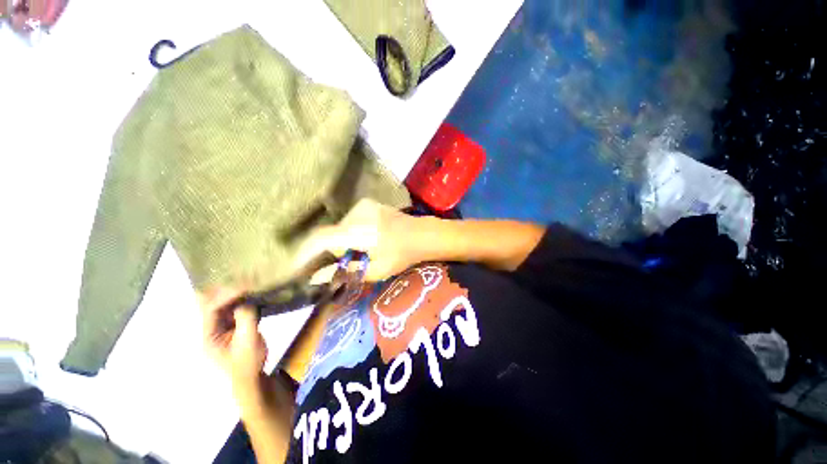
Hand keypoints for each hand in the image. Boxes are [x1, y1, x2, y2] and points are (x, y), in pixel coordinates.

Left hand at [200, 287, 267, 394]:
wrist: (251, 379)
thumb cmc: (248, 362)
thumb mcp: (248, 341)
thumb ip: (246, 319)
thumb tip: (246, 300)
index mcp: (209, 335)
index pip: (212, 309)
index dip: (225, 296)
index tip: (242, 286)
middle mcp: (212, 329)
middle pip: (213, 305)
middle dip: (223, 291)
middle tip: (237, 277)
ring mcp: (223, 329)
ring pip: (224, 306)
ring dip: (234, 295)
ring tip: (246, 282)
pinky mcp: (234, 328)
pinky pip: (235, 310)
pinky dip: (242, 301)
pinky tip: (251, 294)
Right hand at [295, 199, 426, 281]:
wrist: (421, 234)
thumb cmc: (402, 255)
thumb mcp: (376, 270)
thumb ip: (346, 272)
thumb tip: (316, 277)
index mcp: (360, 232)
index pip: (322, 238)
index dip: (305, 252)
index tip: (297, 267)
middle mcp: (357, 214)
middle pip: (331, 235)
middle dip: (333, 251)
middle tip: (345, 263)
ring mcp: (362, 206)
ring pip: (340, 228)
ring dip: (344, 242)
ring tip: (362, 251)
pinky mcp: (367, 203)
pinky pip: (349, 221)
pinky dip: (351, 233)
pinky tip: (367, 239)